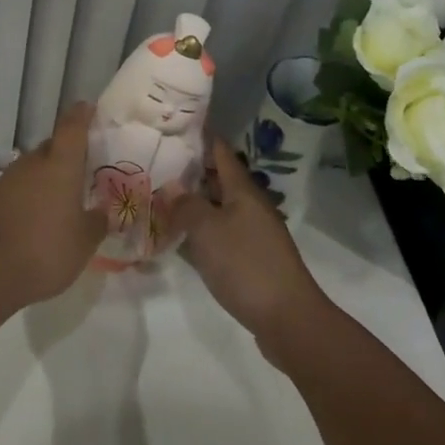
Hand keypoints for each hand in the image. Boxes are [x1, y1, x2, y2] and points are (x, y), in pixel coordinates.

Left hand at [0, 102, 106, 305]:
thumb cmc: (48, 250)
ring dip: (44, 180)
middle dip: (65, 156)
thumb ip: (96, 223)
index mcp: (60, 165)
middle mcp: (32, 164)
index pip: (72, 127)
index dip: (81, 115)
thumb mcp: (84, 242)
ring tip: (57, 204)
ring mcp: (6, 181)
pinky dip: (25, 200)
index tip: (87, 108)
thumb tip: (101, 213)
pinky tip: (31, 224)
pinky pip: (14, 192)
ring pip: (31, 171)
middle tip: (80, 173)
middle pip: (50, 149)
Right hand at [176, 143, 329, 363]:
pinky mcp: (251, 258)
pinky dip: (200, 229)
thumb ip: (186, 205)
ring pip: (218, 207)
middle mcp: (250, 206)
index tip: (173, 125)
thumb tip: (172, 186)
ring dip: (193, 202)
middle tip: (155, 163)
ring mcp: (252, 233)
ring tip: (159, 197)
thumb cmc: (246, 265)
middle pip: (218, 178)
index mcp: (243, 190)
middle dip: (190, 170)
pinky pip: (220, 233)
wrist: (288, 319)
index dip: (199, 136)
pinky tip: (179, 237)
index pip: (220, 151)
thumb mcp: (207, 230)